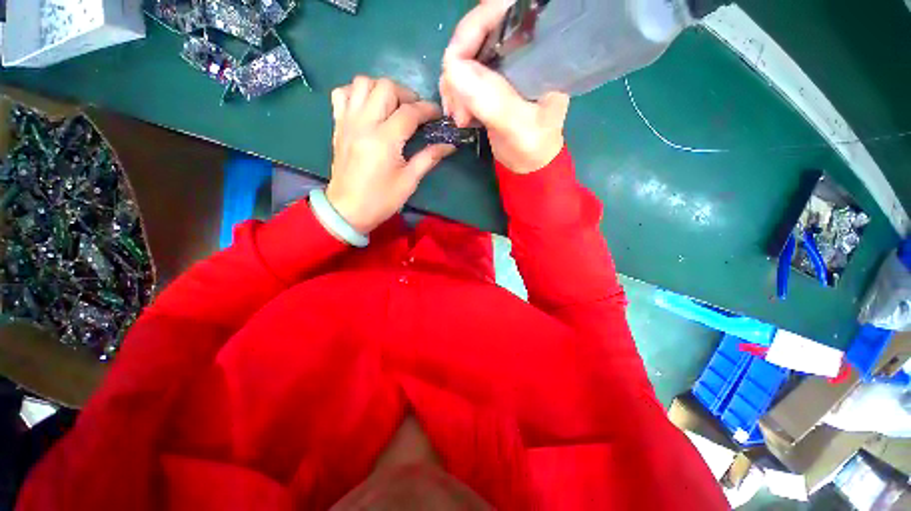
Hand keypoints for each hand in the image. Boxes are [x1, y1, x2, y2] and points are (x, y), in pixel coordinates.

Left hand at [326, 77, 454, 233]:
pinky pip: (342, 93)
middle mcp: (364, 123)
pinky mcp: (338, 125)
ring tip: (392, 106)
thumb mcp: (409, 181)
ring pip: (362, 83)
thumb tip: (449, 145)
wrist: (347, 210)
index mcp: (385, 140)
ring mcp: (347, 121)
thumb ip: (428, 158)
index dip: (428, 109)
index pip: (410, 112)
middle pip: (385, 87)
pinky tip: (368, 107)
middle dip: (406, 94)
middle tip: (415, 112)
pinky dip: (357, 93)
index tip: (438, 115)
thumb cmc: (381, 199)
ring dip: (381, 89)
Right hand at [440, 1, 568, 174]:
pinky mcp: (491, 78)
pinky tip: (459, 114)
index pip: (507, 10)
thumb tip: (453, 69)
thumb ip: (492, 101)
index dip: (475, 26)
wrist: (528, 163)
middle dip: (459, 66)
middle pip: (479, 31)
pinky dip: (454, 92)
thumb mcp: (518, 127)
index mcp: (543, 49)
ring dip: (454, 85)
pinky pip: (462, 73)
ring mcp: (504, 62)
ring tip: (459, 118)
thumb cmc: (533, 146)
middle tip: (457, 107)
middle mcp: (523, 47)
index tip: (454, 62)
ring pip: (466, 53)